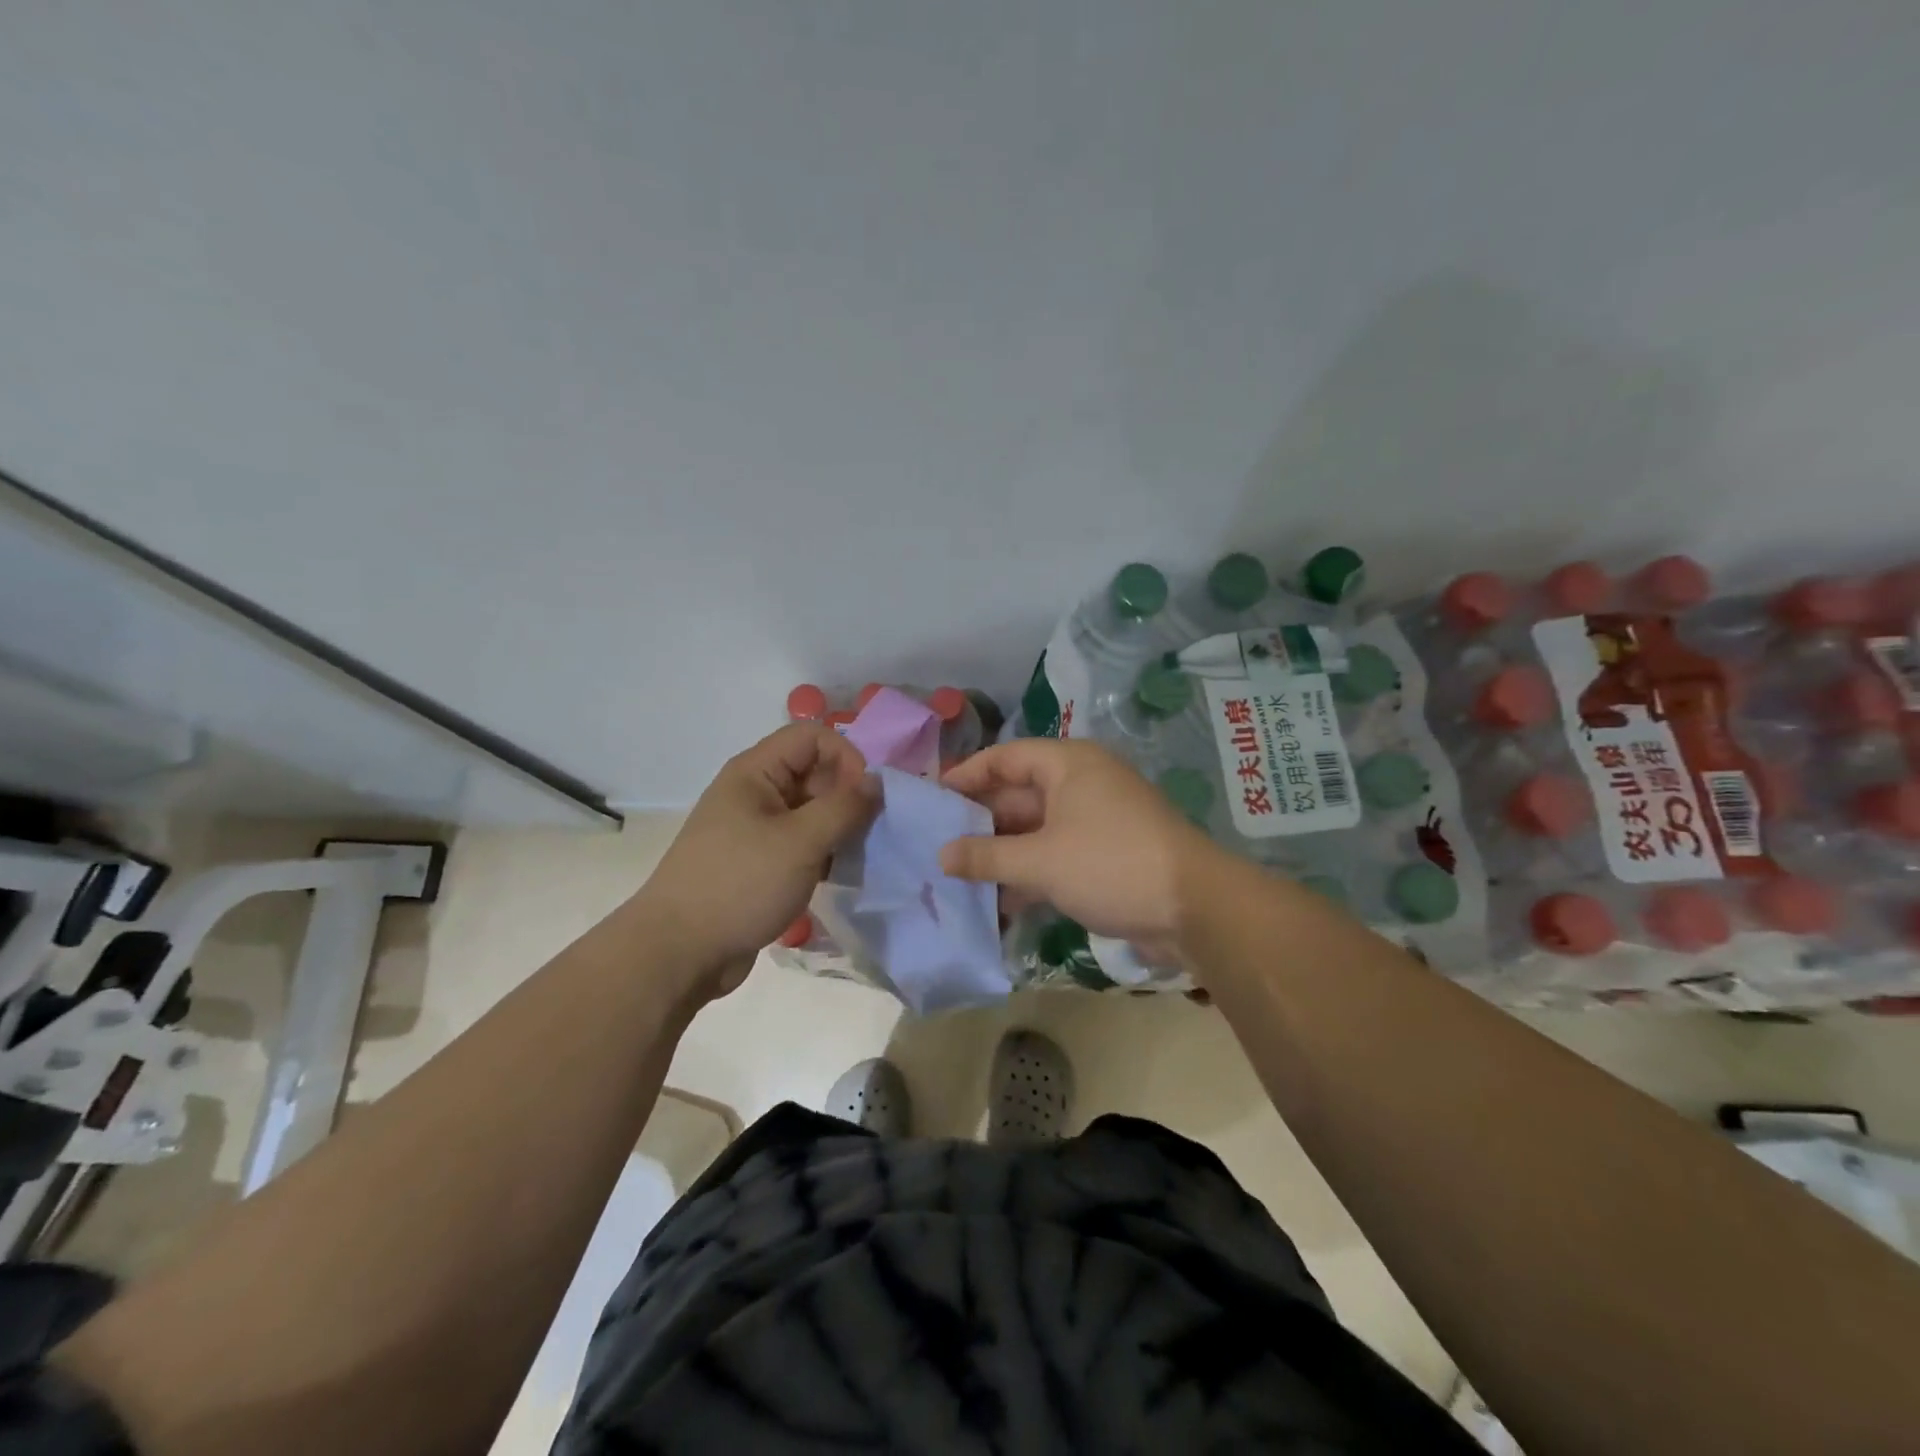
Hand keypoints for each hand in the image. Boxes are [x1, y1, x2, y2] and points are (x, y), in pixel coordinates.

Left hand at [638, 723, 877, 998]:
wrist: (679, 953)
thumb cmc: (739, 885)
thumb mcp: (800, 842)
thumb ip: (844, 807)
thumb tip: (877, 782)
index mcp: (755, 772)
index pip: (813, 736)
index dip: (846, 757)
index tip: (866, 798)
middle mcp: (754, 792)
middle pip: (814, 771)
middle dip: (846, 795)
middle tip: (867, 832)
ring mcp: (755, 828)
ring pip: (811, 810)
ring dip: (838, 828)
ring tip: (854, 857)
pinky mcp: (758, 861)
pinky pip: (801, 842)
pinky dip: (823, 852)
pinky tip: (835, 876)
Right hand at [939, 739, 1219, 963]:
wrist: (1194, 908)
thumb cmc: (1110, 864)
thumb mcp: (1040, 860)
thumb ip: (987, 856)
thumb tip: (941, 855)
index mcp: (1068, 765)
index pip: (1005, 757)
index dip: (966, 775)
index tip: (932, 798)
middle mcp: (1082, 783)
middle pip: (1019, 793)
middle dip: (980, 821)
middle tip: (938, 844)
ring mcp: (1096, 820)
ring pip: (1036, 829)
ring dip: (1003, 852)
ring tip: (959, 876)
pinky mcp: (1106, 854)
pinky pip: (1056, 854)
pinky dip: (1030, 873)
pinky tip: (1000, 902)